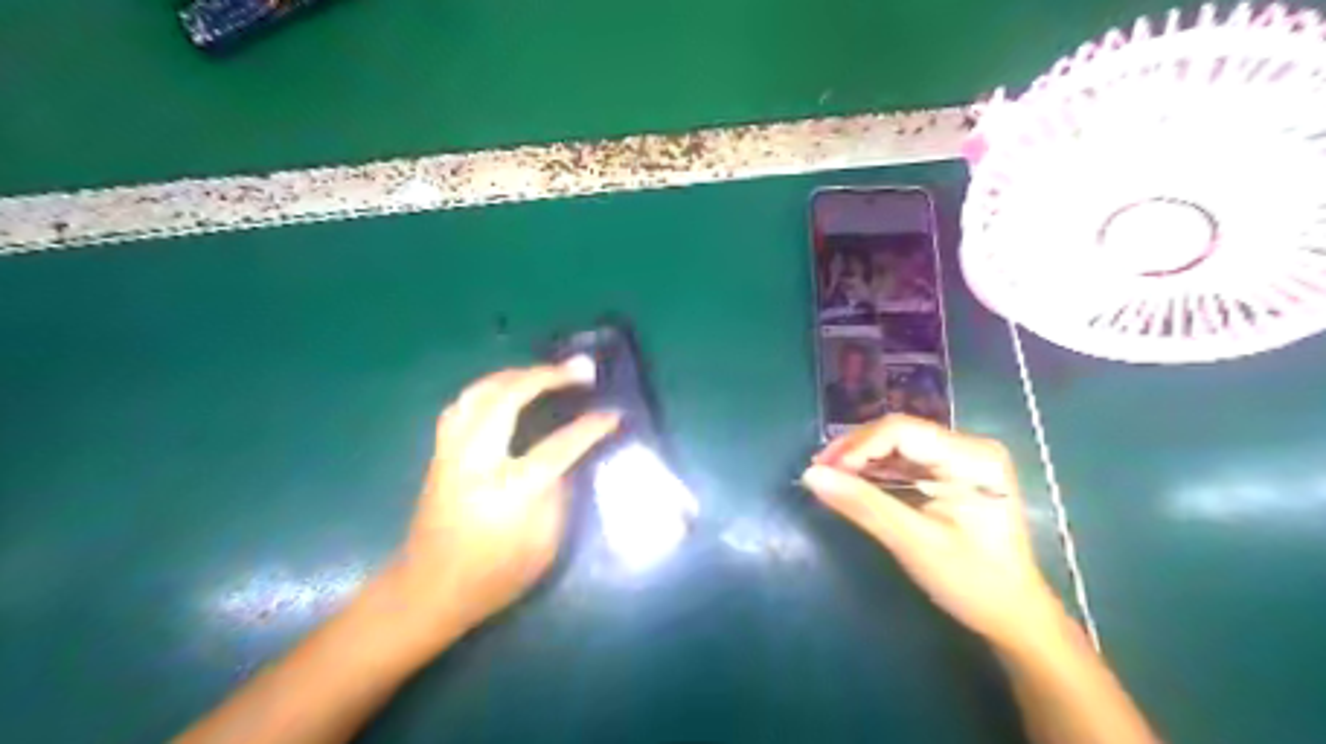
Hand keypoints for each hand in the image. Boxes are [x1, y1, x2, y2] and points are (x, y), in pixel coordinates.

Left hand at [393, 361, 621, 639]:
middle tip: (579, 369)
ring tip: (546, 372)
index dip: (591, 428)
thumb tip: (568, 458)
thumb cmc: (494, 576)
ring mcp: (451, 453)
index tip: (614, 414)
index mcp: (508, 491)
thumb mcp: (544, 545)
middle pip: (507, 398)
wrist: (428, 591)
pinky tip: (507, 392)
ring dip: (516, 374)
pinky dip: (489, 389)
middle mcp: (475, 461)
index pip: (558, 447)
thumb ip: (559, 494)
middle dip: (546, 376)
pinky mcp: (440, 453)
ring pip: (479, 392)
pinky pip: (463, 404)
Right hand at [802, 414, 1064, 648]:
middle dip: (855, 450)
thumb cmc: (972, 582)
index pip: (902, 431)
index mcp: (972, 458)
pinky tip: (852, 482)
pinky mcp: (951, 474)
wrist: (1014, 617)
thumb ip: (863, 505)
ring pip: (898, 445)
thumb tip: (811, 476)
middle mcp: (969, 447)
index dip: (857, 446)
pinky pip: (905, 461)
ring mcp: (961, 459)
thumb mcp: (913, 543)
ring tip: (828, 477)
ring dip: (861, 460)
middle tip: (818, 473)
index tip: (822, 471)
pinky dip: (876, 471)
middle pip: (898, 433)